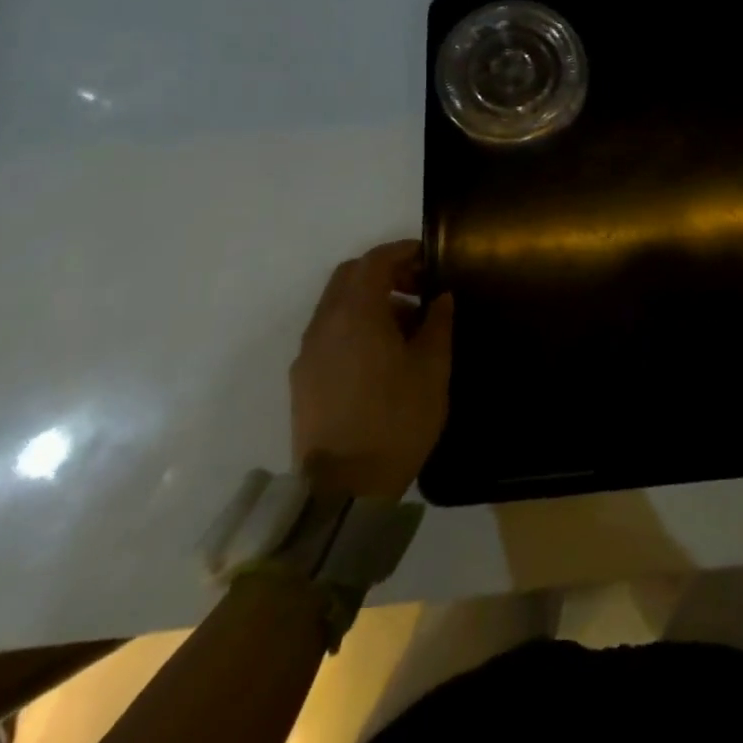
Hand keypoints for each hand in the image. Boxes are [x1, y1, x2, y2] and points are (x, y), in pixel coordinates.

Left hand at [291, 240, 453, 499]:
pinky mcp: (302, 380)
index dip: (404, 251)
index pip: (375, 260)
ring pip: (337, 305)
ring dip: (370, 301)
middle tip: (418, 288)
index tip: (430, 258)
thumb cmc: (396, 419)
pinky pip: (329, 333)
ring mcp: (308, 353)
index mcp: (356, 313)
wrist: (343, 491)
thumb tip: (440, 297)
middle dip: (384, 272)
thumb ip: (438, 322)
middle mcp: (324, 324)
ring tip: (406, 327)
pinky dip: (354, 326)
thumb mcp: (433, 367)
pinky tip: (381, 356)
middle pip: (350, 277)